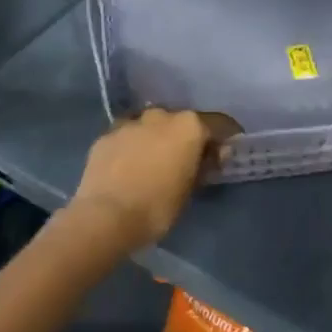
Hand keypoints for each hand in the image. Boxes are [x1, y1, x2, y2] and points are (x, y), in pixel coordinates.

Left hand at [69, 108, 236, 252]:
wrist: (105, 216)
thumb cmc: (157, 207)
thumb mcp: (190, 190)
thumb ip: (204, 166)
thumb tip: (213, 155)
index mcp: (188, 126)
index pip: (218, 124)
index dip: (225, 137)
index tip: (226, 151)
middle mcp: (161, 115)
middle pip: (182, 122)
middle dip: (187, 137)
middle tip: (187, 160)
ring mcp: (131, 122)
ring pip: (152, 126)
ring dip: (157, 139)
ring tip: (155, 162)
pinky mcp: (106, 134)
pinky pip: (128, 136)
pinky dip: (133, 146)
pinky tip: (130, 165)